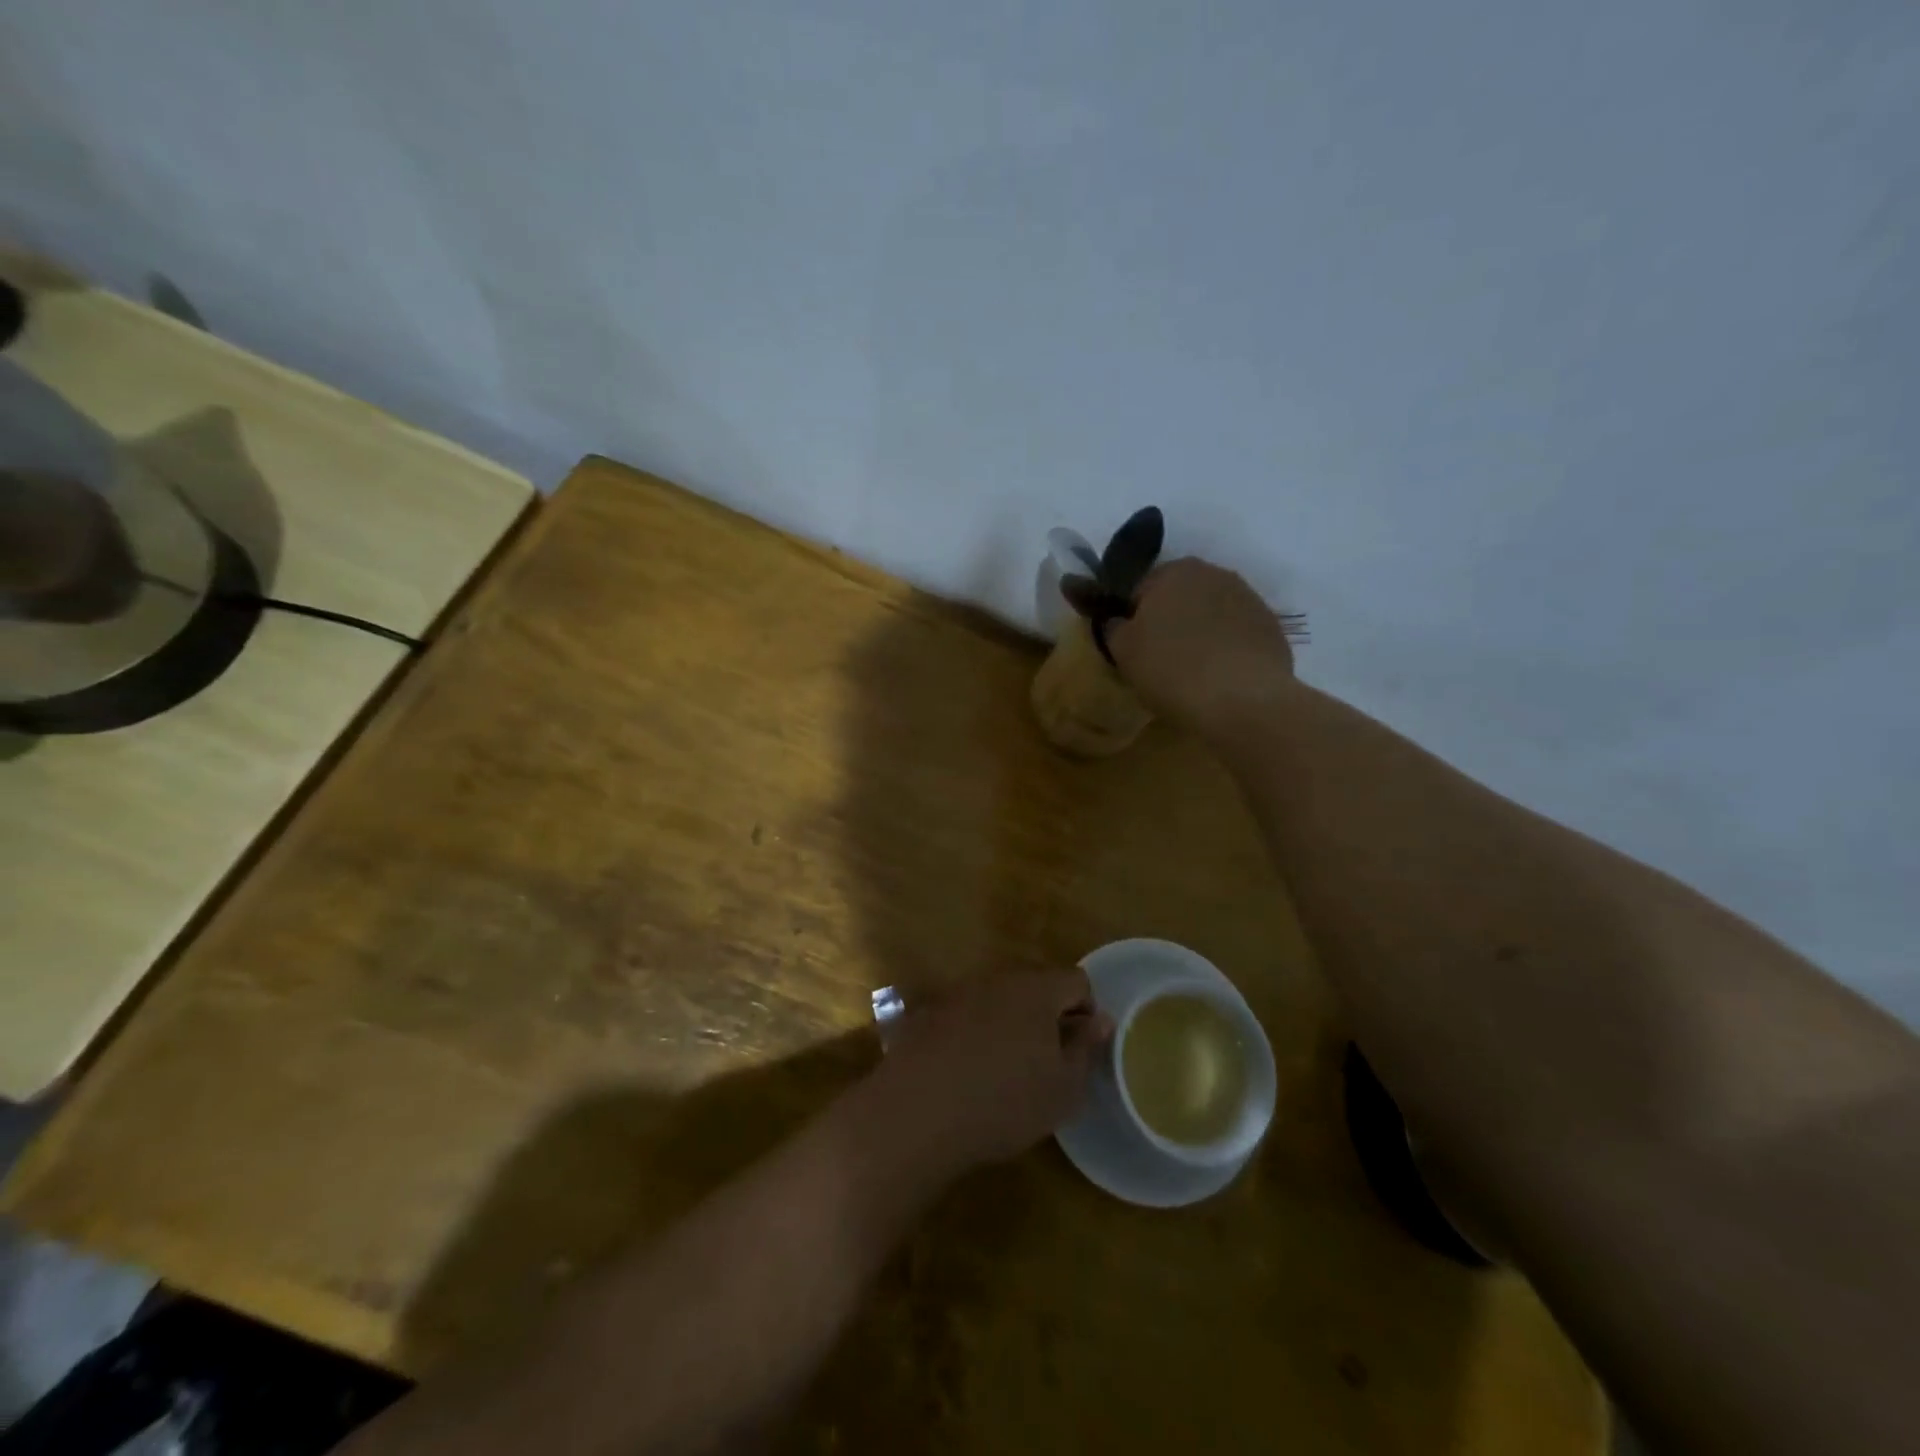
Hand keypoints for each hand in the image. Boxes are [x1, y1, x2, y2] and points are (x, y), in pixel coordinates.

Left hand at [870, 970, 1112, 1172]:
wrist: (918, 1112)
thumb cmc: (1004, 1101)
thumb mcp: (1062, 1089)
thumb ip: (1085, 1049)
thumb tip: (1100, 1020)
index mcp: (1036, 989)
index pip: (1076, 980)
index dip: (1086, 1011)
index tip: (1079, 1050)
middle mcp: (996, 979)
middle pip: (1034, 987)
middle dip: (1046, 1017)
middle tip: (1044, 1063)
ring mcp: (958, 993)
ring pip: (997, 1000)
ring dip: (1008, 1025)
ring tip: (1003, 1072)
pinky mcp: (927, 1013)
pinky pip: (964, 1017)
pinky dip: (972, 1036)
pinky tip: (964, 1074)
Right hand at [1105, 557, 1294, 734]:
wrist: (1244, 701)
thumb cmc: (1172, 669)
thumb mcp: (1123, 650)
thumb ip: (1113, 627)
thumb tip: (1117, 621)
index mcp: (1175, 571)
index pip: (1140, 589)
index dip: (1132, 618)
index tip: (1131, 648)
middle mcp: (1215, 573)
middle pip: (1179, 598)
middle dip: (1168, 622)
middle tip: (1158, 660)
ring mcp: (1249, 599)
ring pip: (1210, 615)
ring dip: (1199, 634)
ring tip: (1191, 672)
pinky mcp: (1272, 628)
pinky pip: (1236, 635)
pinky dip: (1225, 650)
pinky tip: (1218, 679)